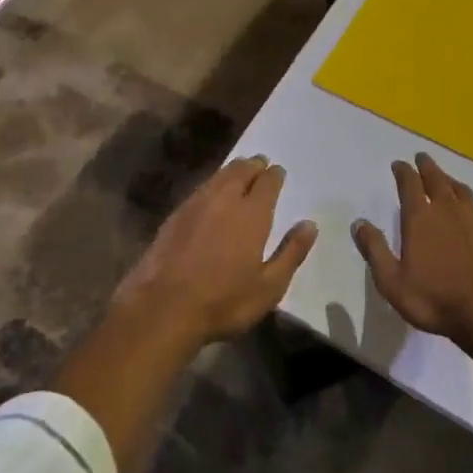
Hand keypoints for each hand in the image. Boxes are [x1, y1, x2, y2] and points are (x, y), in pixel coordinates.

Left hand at [110, 155, 317, 348]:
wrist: (163, 308)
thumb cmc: (223, 301)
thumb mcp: (269, 287)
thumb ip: (291, 253)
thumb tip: (310, 224)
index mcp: (251, 214)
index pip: (267, 182)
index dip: (275, 175)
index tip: (278, 172)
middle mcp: (224, 199)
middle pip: (241, 171)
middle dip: (253, 165)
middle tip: (260, 163)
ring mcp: (196, 205)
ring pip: (218, 176)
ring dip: (232, 170)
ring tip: (239, 170)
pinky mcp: (175, 215)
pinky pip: (200, 189)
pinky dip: (212, 184)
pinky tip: (211, 194)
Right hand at [353, 152, 472, 343]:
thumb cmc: (433, 298)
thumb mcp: (392, 281)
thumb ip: (375, 250)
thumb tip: (359, 223)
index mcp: (420, 218)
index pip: (410, 184)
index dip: (403, 171)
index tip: (399, 164)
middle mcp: (446, 211)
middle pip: (436, 179)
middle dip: (427, 166)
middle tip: (421, 157)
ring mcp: (470, 221)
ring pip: (458, 189)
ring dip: (448, 178)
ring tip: (443, 177)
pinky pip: (472, 206)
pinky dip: (464, 198)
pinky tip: (464, 208)